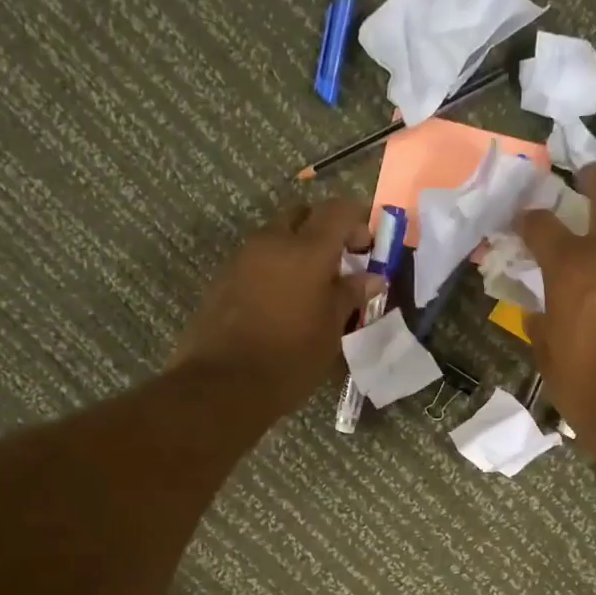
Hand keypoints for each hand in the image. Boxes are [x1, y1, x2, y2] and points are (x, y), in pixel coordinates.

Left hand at [172, 199, 382, 420]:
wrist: (224, 384)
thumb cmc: (290, 358)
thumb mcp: (331, 330)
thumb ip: (350, 295)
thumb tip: (371, 277)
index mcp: (306, 250)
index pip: (338, 210)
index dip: (358, 220)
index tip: (369, 245)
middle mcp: (272, 242)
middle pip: (302, 215)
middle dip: (324, 230)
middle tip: (340, 262)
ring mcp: (243, 258)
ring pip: (277, 237)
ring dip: (297, 250)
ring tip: (312, 288)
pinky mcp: (224, 278)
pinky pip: (257, 260)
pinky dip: (275, 268)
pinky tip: (283, 302)